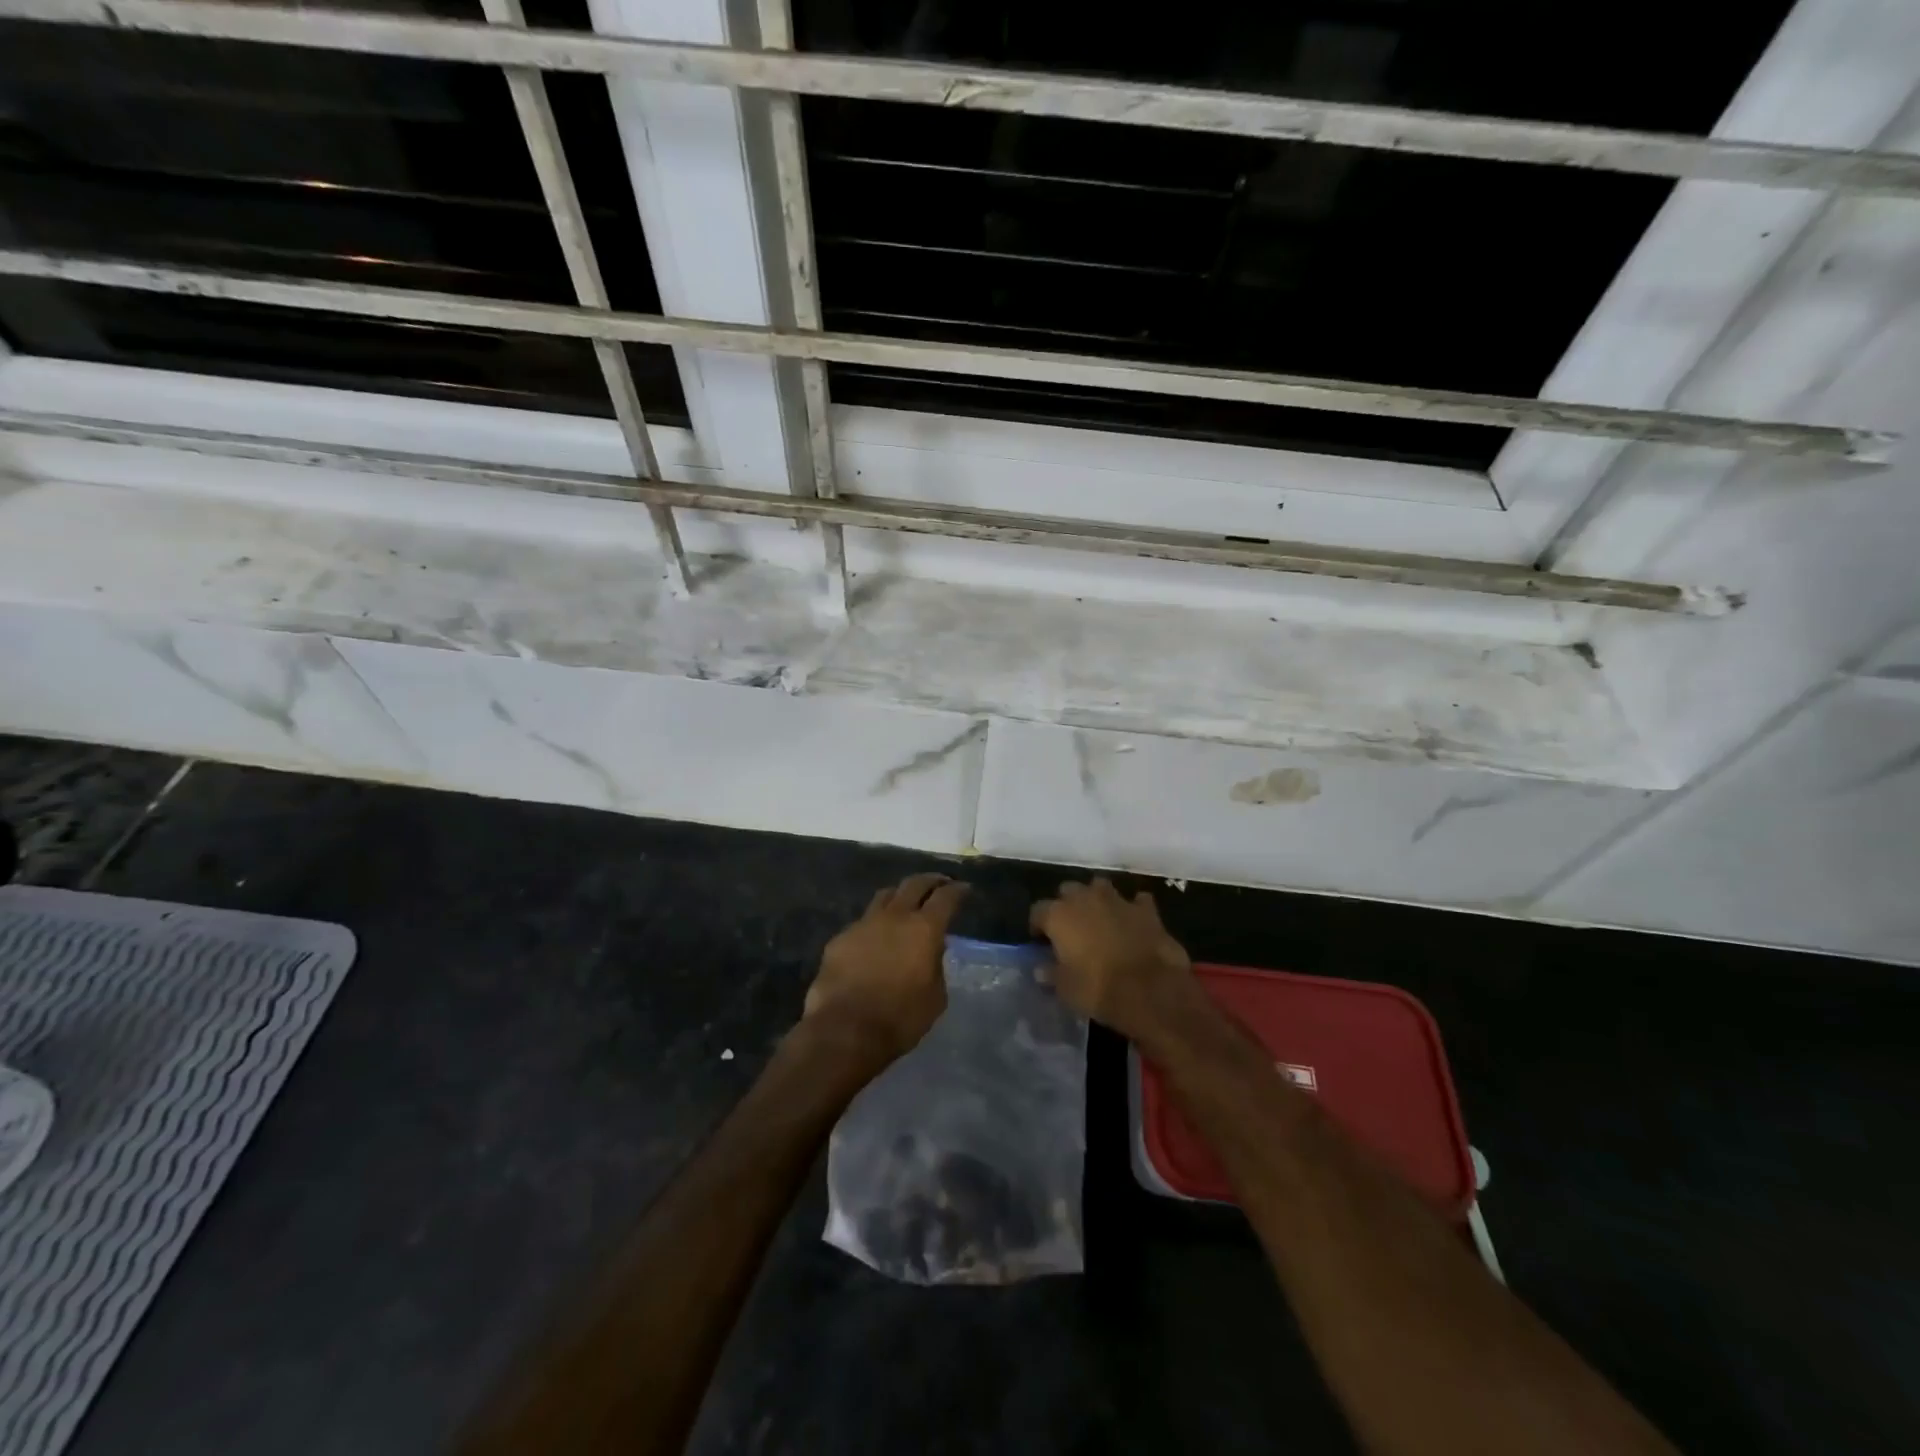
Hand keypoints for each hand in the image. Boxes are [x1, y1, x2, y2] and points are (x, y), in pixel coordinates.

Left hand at [804, 873, 966, 1064]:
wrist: (845, 1030)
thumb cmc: (900, 1019)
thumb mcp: (935, 997)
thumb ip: (936, 966)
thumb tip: (932, 951)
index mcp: (924, 929)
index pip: (946, 897)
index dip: (957, 890)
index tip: (964, 889)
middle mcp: (894, 916)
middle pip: (914, 884)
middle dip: (930, 881)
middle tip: (940, 884)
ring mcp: (864, 924)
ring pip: (885, 896)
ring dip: (900, 895)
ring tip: (906, 903)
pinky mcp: (840, 938)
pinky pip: (863, 922)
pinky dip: (875, 925)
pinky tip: (876, 939)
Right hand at [1031, 878, 1198, 1046]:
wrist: (1152, 990)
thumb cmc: (1099, 989)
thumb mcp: (1065, 989)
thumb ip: (1051, 974)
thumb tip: (1041, 969)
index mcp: (1059, 915)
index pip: (1038, 911)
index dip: (1038, 925)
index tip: (1041, 940)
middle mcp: (1085, 898)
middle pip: (1068, 891)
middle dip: (1067, 905)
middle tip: (1070, 928)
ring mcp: (1118, 900)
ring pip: (1100, 887)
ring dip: (1097, 899)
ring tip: (1099, 919)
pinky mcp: (1146, 909)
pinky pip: (1136, 901)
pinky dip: (1132, 909)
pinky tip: (1133, 923)